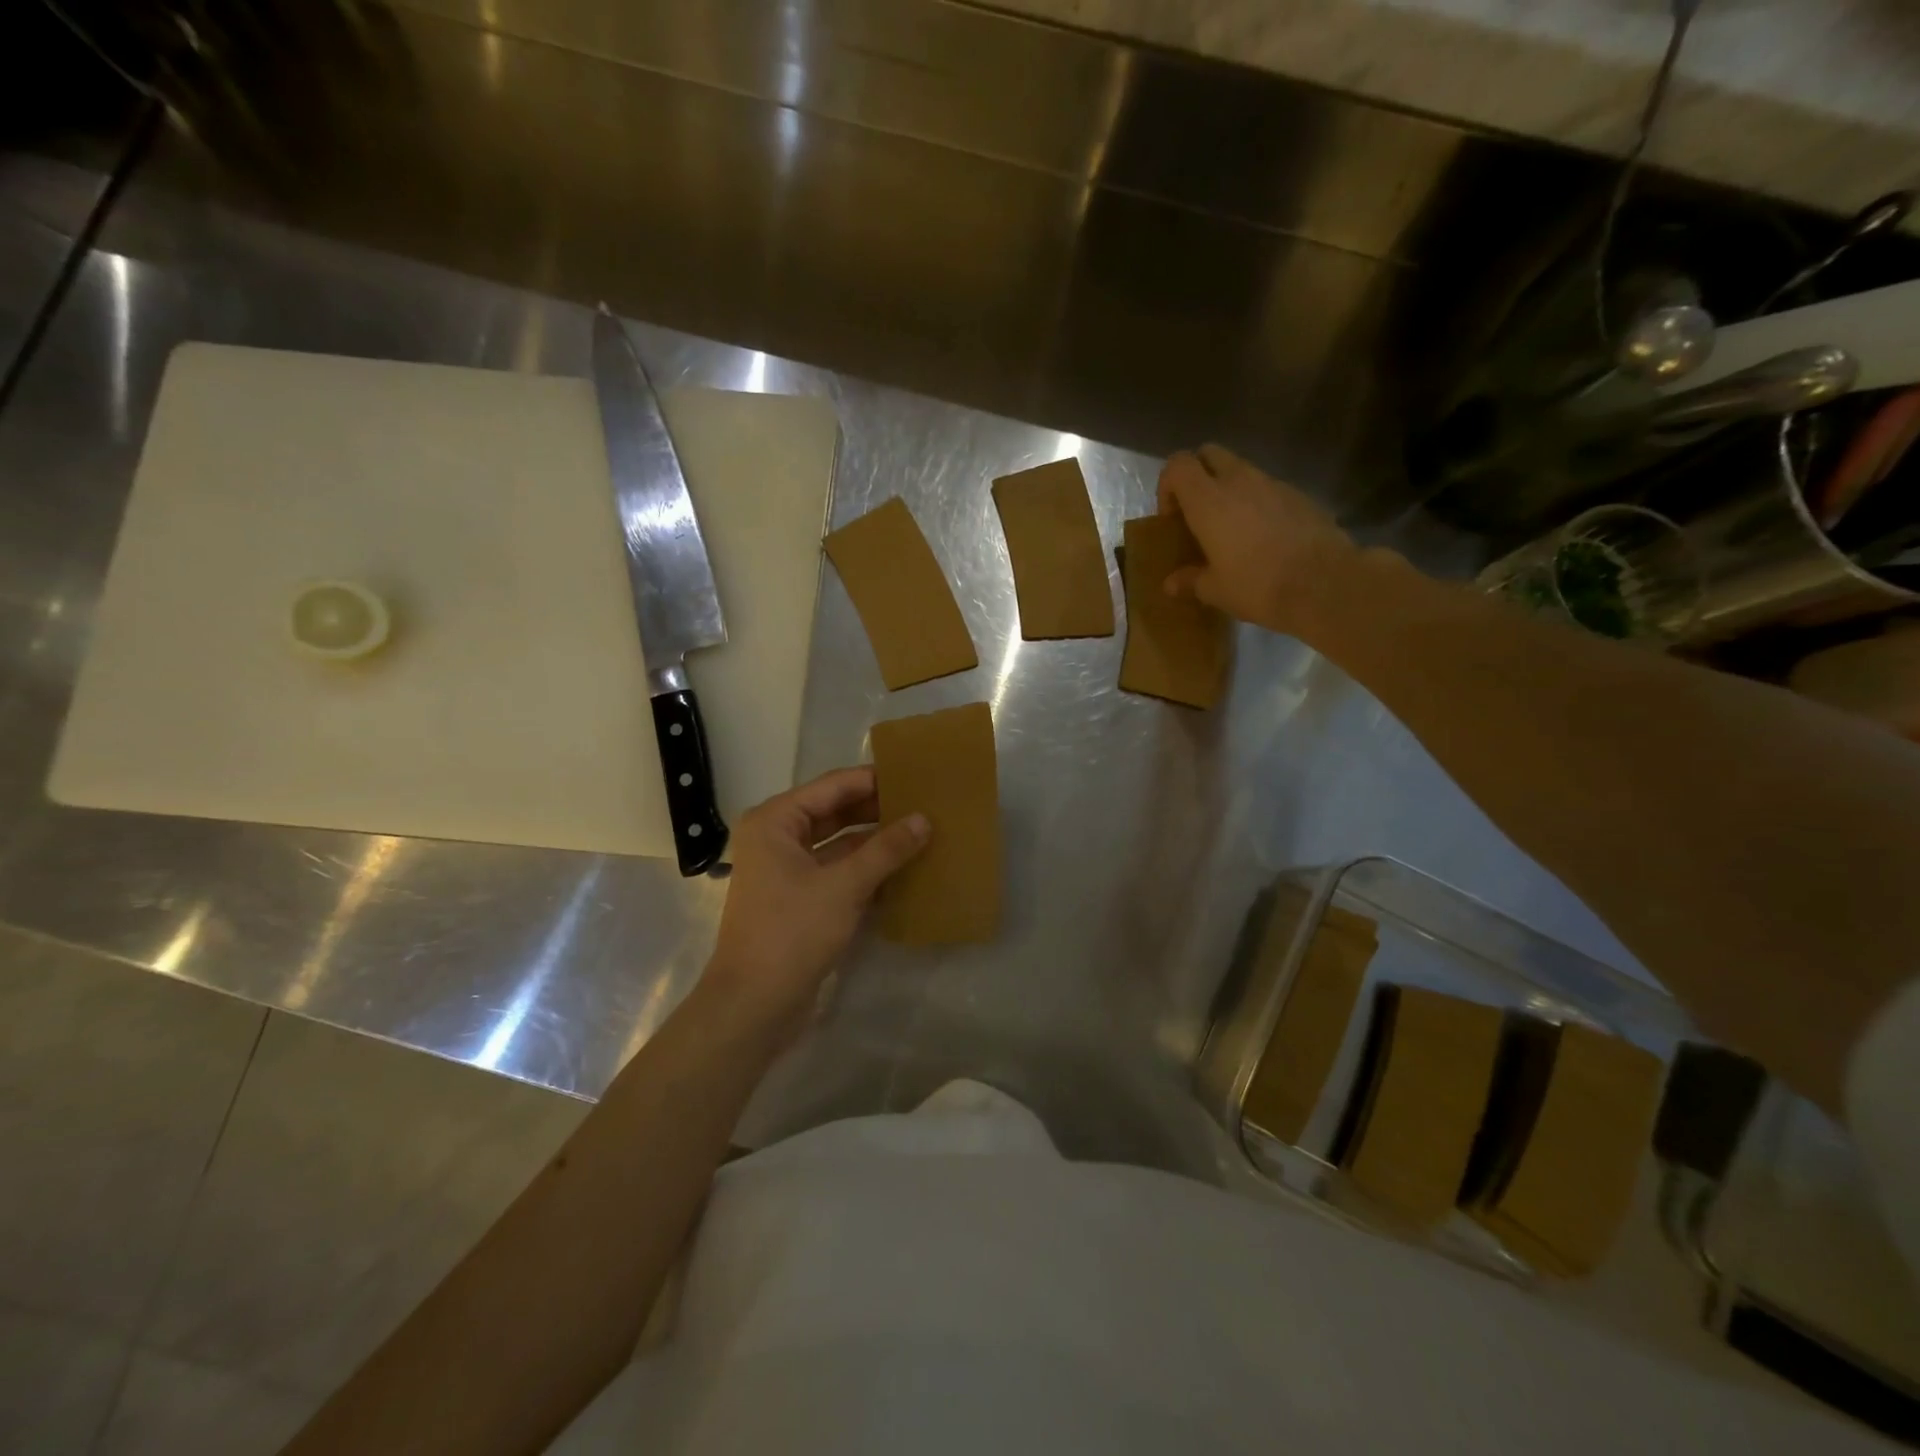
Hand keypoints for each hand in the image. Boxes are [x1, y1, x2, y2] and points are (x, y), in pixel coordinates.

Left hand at [704, 767, 928, 1031]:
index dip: (874, 779)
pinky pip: (838, 870)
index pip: (833, 786)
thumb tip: (924, 819)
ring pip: (839, 843)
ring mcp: (787, 870)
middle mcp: (777, 837)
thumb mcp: (844, 886)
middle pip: (835, 811)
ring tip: (921, 831)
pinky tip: (904, 868)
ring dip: (875, 840)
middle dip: (877, 809)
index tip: (915, 774)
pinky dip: (866, 868)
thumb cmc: (792, 932)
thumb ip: (886, 849)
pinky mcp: (799, 899)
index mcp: (775, 821)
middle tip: (924, 802)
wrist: (753, 1005)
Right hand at [1157, 444, 1359, 637]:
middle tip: (1197, 513)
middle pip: (1209, 454)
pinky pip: (1268, 488)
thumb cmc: (1256, 585)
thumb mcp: (1215, 590)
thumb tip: (1171, 584)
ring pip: (1241, 470)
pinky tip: (1263, 537)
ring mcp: (1273, 483)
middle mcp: (1239, 480)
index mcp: (1208, 499)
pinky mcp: (1299, 494)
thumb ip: (1190, 580)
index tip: (1172, 518)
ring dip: (1229, 490)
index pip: (1178, 465)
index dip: (1168, 486)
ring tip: (1230, 528)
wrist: (1323, 583)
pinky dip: (1257, 503)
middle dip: (1198, 476)